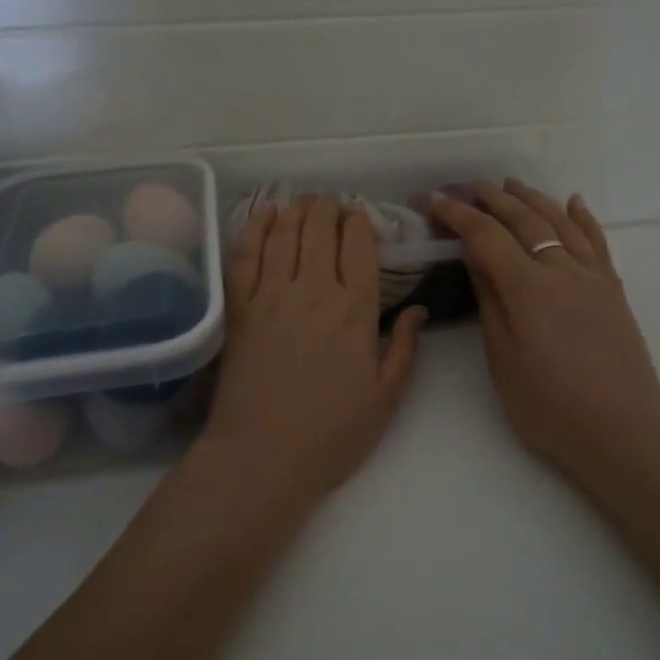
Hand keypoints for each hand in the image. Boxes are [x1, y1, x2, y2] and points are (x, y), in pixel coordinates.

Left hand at [198, 195, 424, 503]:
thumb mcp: (385, 398)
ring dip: (296, 211)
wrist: (262, 456)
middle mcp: (314, 290)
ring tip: (304, 202)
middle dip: (328, 209)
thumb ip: (405, 349)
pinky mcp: (239, 308)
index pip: (359, 246)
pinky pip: (245, 254)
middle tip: (331, 205)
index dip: (359, 223)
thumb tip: (419, 310)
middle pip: (320, 229)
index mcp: (355, 310)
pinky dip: (256, 228)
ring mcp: (272, 295)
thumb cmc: (331, 434)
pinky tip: (265, 215)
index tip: (359, 217)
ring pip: (285, 234)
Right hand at [430, 180, 659, 482]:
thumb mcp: (503, 359)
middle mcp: (562, 270)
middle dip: (493, 198)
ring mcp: (593, 277)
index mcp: (527, 288)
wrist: (623, 433)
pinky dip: (583, 217)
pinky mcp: (614, 290)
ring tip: (512, 185)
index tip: (434, 199)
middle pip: (524, 220)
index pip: (486, 236)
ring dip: (534, 199)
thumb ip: (490, 302)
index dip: (458, 214)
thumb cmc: (550, 406)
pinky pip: (598, 241)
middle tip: (469, 186)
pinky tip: (574, 201)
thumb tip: (476, 258)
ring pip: (561, 222)